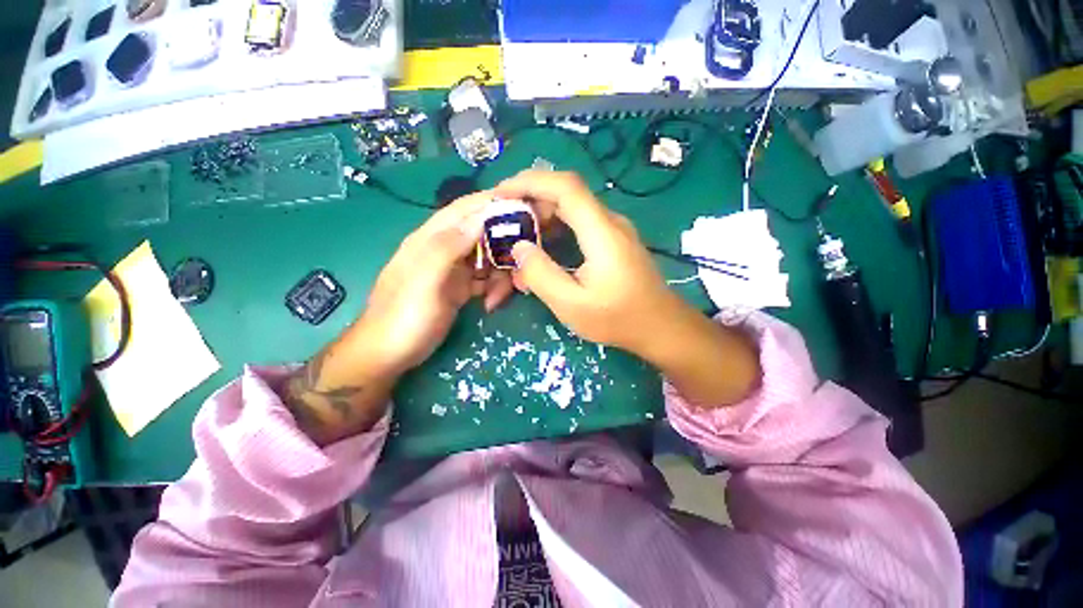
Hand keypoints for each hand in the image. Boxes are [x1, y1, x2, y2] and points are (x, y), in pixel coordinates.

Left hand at [359, 191, 514, 372]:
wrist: (389, 356)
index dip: (492, 203)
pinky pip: (485, 279)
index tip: (523, 204)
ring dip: (500, 274)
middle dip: (504, 247)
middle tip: (521, 265)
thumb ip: (449, 247)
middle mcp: (444, 250)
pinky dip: (493, 288)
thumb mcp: (424, 281)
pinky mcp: (459, 289)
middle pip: (482, 235)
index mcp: (431, 239)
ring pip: (487, 259)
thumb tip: (481, 217)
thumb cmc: (404, 317)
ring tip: (499, 297)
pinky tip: (492, 304)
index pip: (465, 210)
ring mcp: (453, 270)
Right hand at [495, 170, 759, 405]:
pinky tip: (543, 247)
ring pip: (572, 208)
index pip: (565, 186)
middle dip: (530, 200)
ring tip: (518, 237)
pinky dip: (556, 229)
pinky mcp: (613, 241)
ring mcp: (613, 230)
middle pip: (566, 194)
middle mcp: (609, 222)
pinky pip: (579, 223)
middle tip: (504, 221)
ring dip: (542, 217)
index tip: (501, 193)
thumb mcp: (572, 305)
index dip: (530, 182)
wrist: (661, 327)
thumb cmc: (619, 319)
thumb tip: (518, 247)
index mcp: (601, 232)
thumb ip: (541, 274)